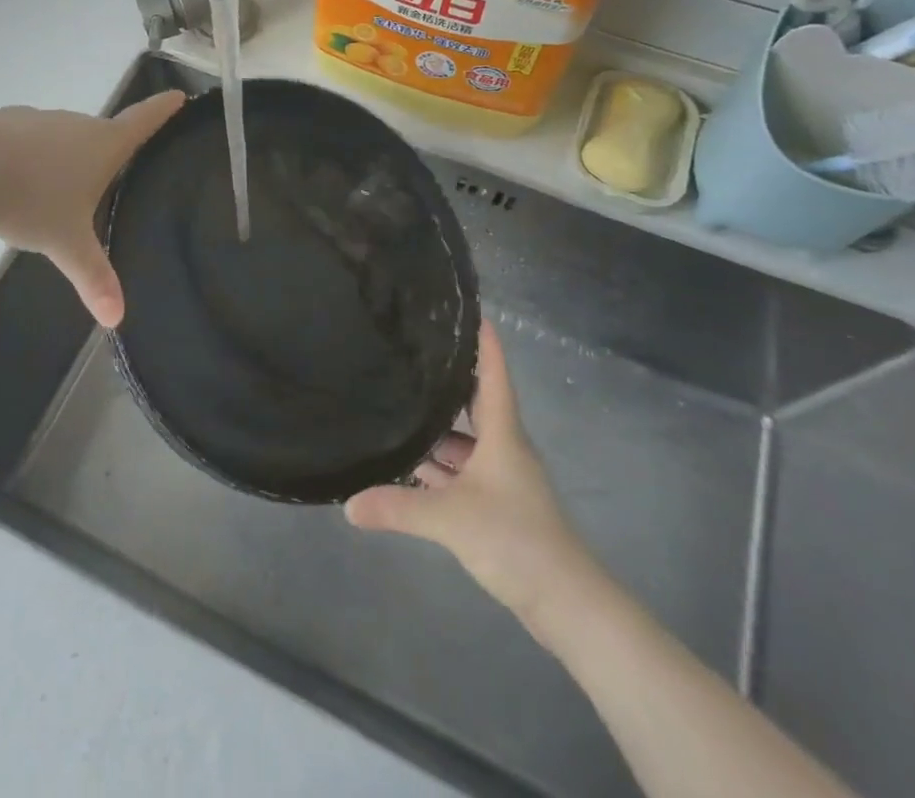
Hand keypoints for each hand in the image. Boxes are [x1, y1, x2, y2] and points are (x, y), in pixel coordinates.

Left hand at [0, 90, 183, 327]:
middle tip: (105, 177)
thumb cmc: (32, 201)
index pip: (142, 121)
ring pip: (58, 138)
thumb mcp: (67, 244)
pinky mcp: (0, 122)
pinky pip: (23, 141)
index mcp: (102, 144)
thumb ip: (93, 277)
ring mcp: (36, 119)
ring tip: (49, 193)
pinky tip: (9, 185)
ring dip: (60, 158)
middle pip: (99, 132)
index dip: (163, 109)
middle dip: (103, 151)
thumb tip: (116, 318)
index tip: (177, 95)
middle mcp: (74, 123)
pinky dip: (25, 158)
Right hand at [346, 321, 590, 619]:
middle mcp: (504, 449)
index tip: (470, 310)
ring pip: (466, 443)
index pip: (494, 375)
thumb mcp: (451, 519)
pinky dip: (439, 469)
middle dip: (448, 382)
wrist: (566, 604)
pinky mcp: (498, 508)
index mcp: (502, 434)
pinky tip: (410, 469)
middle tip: (413, 356)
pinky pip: (463, 473)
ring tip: (397, 408)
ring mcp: (502, 479)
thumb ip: (398, 507)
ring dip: (437, 432)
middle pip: (474, 404)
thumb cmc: (515, 539)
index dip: (485, 342)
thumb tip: (348, 504)